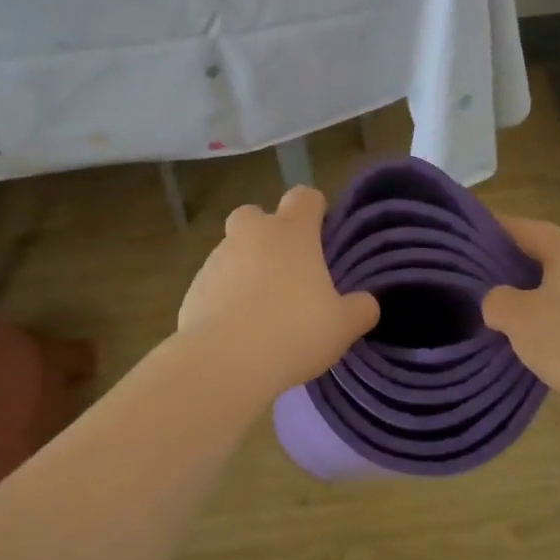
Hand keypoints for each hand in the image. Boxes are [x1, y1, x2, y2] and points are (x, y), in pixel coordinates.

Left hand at [176, 187, 379, 398]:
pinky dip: (224, 297)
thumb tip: (366, 303)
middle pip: (255, 214)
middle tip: (285, 268)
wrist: (224, 362)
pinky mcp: (193, 288)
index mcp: (291, 233)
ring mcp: (217, 260)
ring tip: (261, 309)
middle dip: (267, 232)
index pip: (304, 197)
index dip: (314, 210)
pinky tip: (237, 329)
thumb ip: (360, 309)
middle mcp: (251, 235)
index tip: (321, 234)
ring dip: (245, 268)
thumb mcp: (342, 326)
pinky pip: (214, 283)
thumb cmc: (293, 332)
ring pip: (232, 250)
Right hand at [481, 216, 559, 427]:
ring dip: (535, 294)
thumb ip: (496, 300)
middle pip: (548, 254)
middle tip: (483, 274)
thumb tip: (497, 302)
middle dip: (516, 263)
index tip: (473, 235)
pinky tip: (534, 337)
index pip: (527, 228)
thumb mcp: (516, 317)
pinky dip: (554, 318)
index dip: (498, 229)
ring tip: (504, 308)